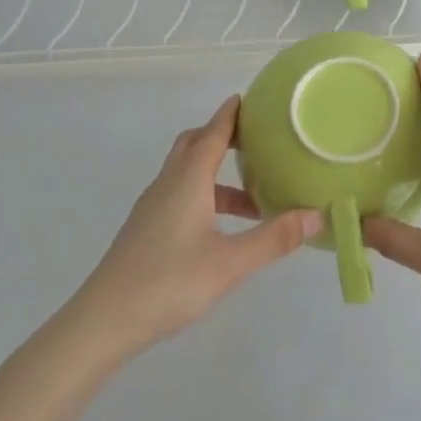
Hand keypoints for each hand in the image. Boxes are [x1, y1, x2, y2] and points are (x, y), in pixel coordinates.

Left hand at [69, 96, 318, 357]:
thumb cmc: (169, 283)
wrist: (103, 321)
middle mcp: (168, 184)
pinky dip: (206, 195)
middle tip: (258, 140)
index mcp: (188, 180)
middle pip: (195, 144)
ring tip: (254, 197)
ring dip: (218, 174)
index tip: (253, 99)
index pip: (213, 132)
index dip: (232, 114)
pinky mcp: (147, 229)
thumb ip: (274, 238)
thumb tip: (317, 215)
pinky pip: (180, 194)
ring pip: (187, 173)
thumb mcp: (230, 263)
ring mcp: (153, 207)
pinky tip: (223, 227)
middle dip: (223, 135)